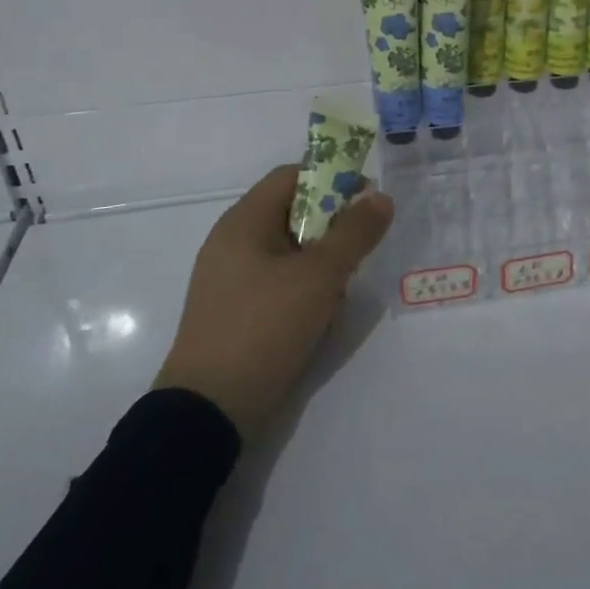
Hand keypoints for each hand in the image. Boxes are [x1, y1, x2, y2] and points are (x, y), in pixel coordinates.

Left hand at [154, 165, 392, 433]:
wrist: (208, 413)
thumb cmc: (264, 328)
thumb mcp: (320, 276)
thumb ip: (355, 232)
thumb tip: (381, 197)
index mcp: (244, 221)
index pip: (293, 175)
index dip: (333, 178)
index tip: (366, 201)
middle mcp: (233, 242)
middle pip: (293, 212)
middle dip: (332, 228)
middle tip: (357, 252)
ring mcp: (231, 279)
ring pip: (291, 251)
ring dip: (322, 264)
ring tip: (338, 293)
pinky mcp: (235, 312)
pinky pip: (279, 282)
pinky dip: (304, 289)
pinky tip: (319, 318)